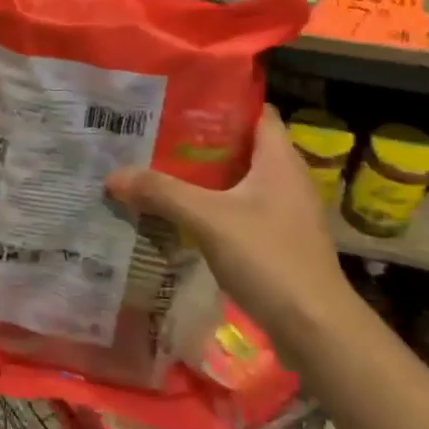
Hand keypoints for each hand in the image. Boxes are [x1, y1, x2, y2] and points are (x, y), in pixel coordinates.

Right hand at [105, 107, 354, 354]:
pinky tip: (180, 213)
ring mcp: (284, 211)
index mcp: (279, 159)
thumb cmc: (269, 258)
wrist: (315, 328)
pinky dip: (211, 205)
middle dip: (200, 140)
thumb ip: (161, 193)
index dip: (221, 102)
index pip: (254, 112)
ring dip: (203, 176)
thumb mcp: (208, 219)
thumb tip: (112, 176)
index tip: (179, 100)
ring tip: (158, 169)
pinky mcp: (278, 240)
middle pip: (241, 146)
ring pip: (238, 180)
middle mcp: (286, 178)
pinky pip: (239, 209)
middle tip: (155, 134)